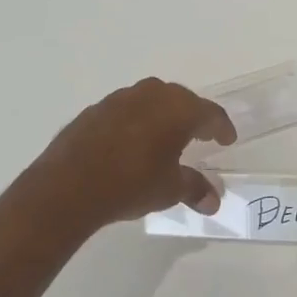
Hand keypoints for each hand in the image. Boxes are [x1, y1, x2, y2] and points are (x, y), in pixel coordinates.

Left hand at [16, 78, 236, 232]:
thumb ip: (194, 189)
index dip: (221, 127)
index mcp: (178, 109)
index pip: (210, 113)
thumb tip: (213, 201)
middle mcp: (152, 95)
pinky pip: (126, 110)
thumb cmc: (131, 183)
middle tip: (200, 135)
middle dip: (193, 117)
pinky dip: (136, 122)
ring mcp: (121, 98)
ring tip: (165, 137)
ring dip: (162, 116)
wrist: (69, 185)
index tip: (227, 139)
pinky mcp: (96, 109)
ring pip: (152, 100)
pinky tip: (132, 142)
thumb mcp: (169, 190)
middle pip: (182, 100)